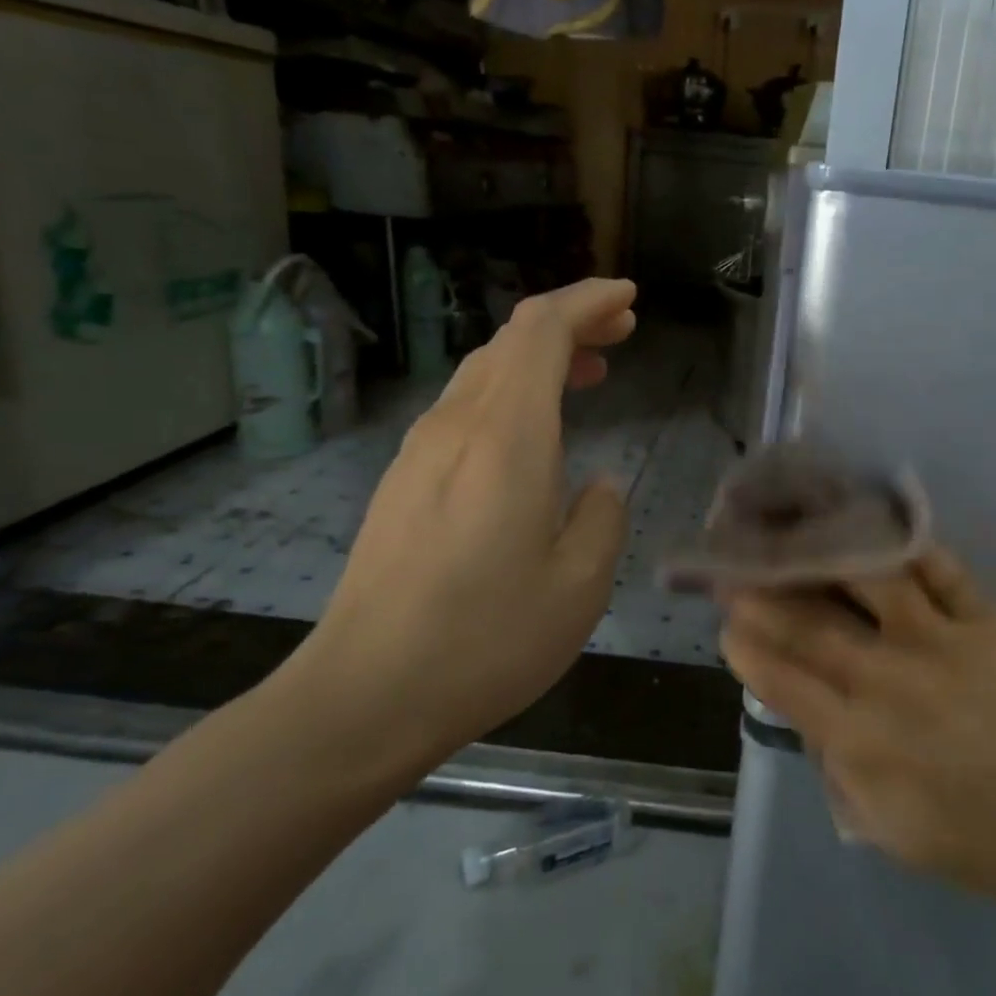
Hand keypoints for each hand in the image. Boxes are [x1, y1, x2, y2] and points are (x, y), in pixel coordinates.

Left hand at [280, 279, 636, 780]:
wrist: (366, 696)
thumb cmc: (486, 639)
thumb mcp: (580, 585)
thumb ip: (601, 518)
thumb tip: (593, 487)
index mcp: (505, 438)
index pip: (541, 330)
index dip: (587, 301)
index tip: (629, 299)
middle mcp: (456, 427)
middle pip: (511, 341)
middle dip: (571, 321)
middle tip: (622, 332)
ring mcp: (420, 453)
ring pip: (485, 372)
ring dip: (540, 359)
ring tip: (590, 374)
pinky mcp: (404, 484)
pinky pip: (465, 408)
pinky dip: (512, 394)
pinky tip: (535, 433)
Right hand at [720, 549, 995, 905]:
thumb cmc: (967, 836)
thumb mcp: (880, 822)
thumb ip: (833, 760)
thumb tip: (802, 701)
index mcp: (863, 739)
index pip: (786, 681)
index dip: (748, 649)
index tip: (726, 624)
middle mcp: (895, 682)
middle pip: (816, 627)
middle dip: (767, 596)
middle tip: (737, 568)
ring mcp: (945, 645)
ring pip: (875, 584)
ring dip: (829, 558)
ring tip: (800, 535)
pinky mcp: (989, 625)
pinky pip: (944, 573)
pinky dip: (910, 548)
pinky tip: (880, 531)